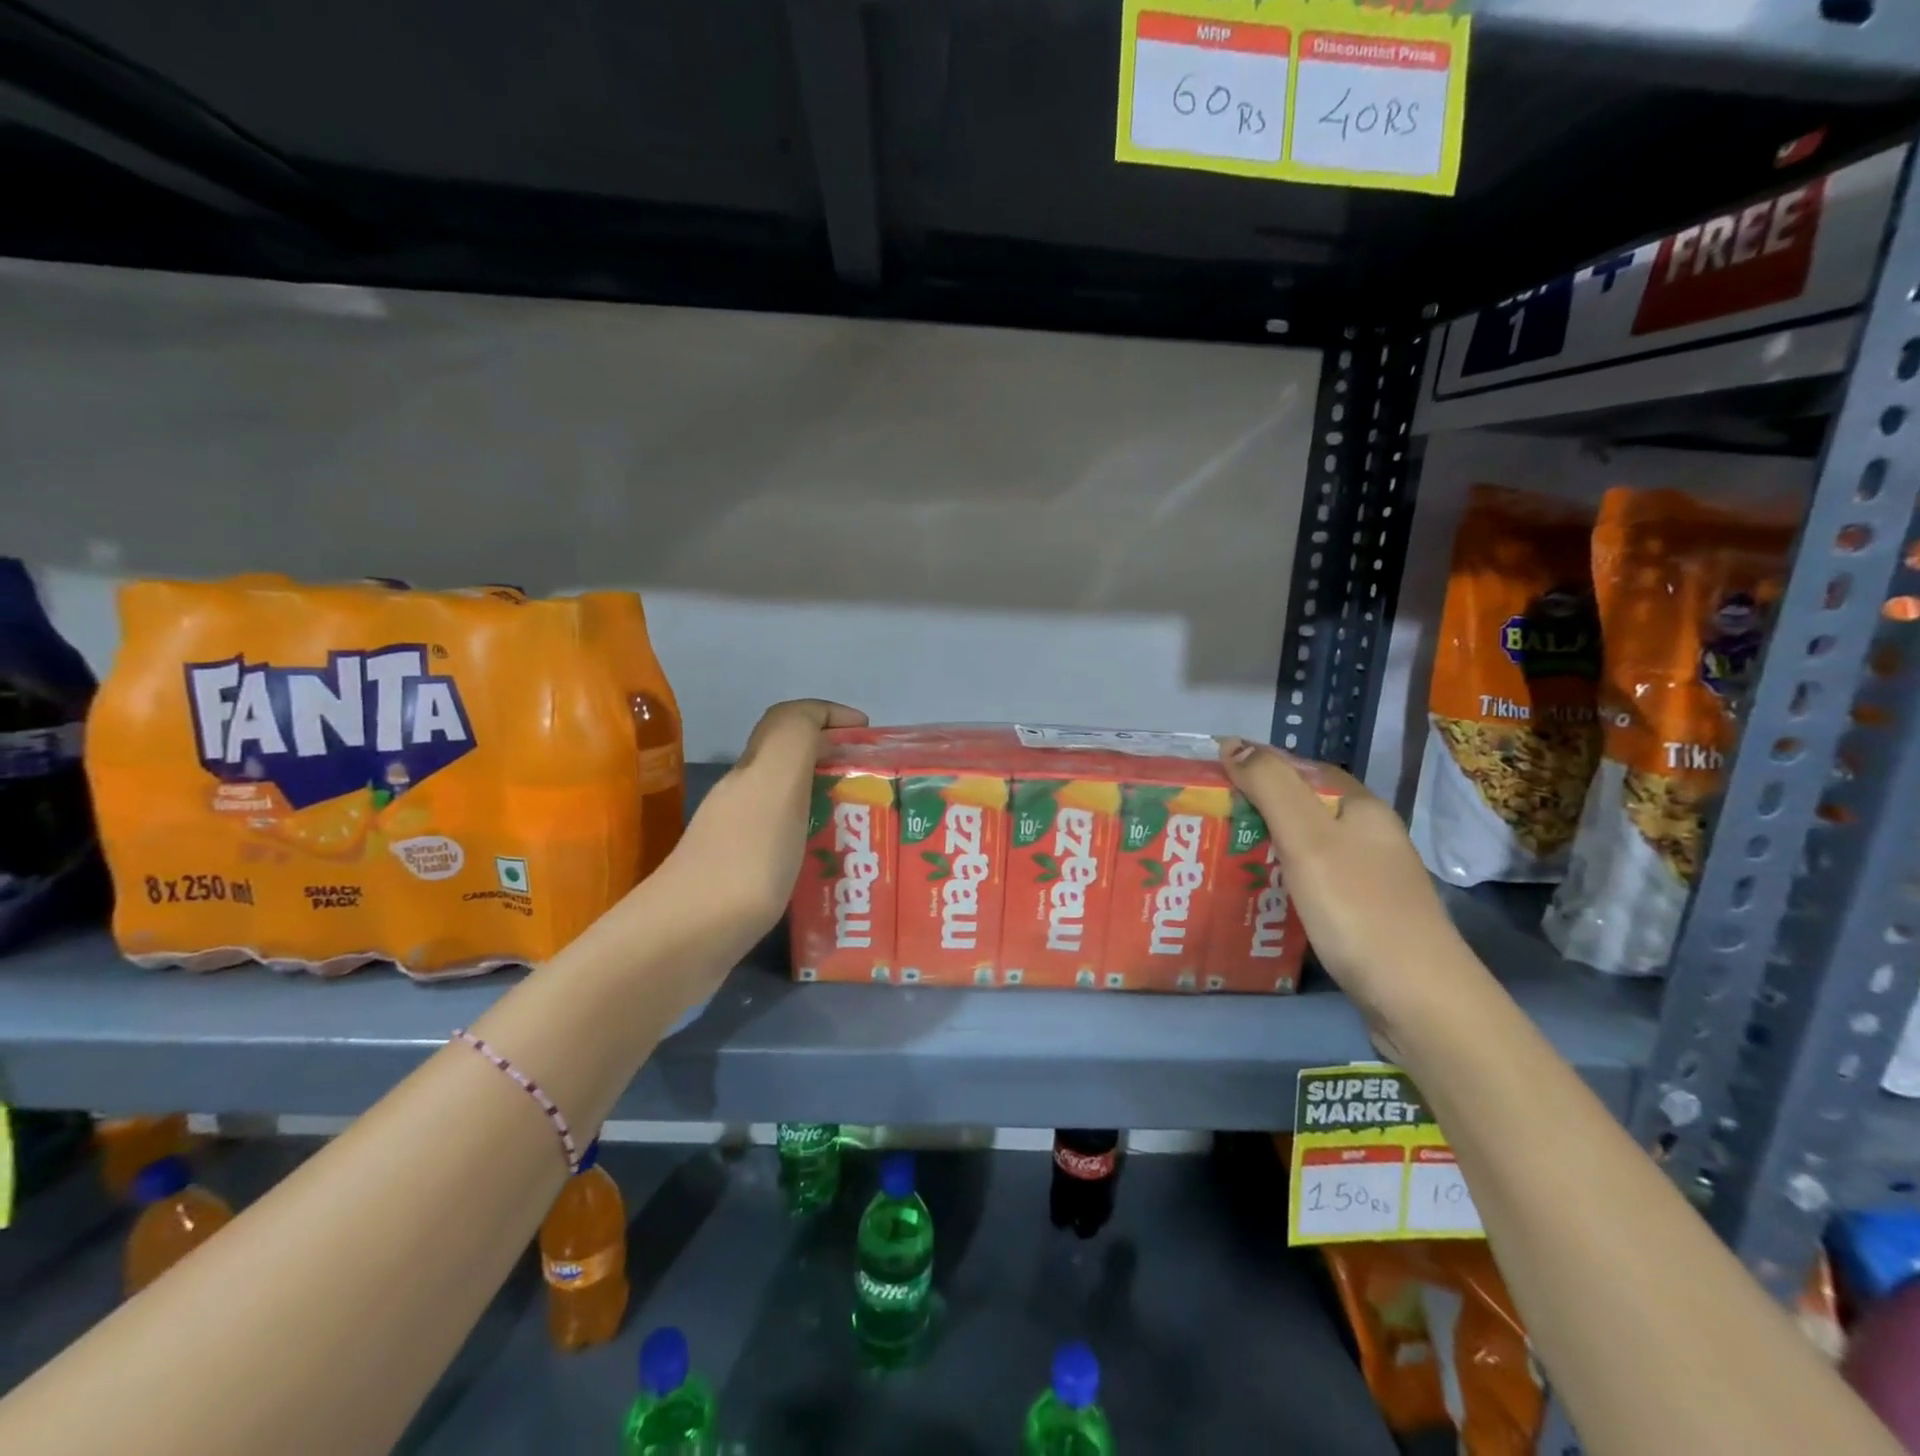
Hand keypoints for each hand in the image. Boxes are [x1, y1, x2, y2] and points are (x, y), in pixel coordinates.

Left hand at [670, 699, 867, 941]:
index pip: (789, 720)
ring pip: (790, 804)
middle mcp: (742, 797)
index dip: (829, 715)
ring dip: (828, 805)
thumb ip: (795, 738)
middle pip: (791, 762)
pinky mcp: (739, 879)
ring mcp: (737, 840)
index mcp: (753, 770)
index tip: (869, 734)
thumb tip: (820, 719)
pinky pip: (787, 846)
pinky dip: (815, 845)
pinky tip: (835, 870)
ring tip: (867, 829)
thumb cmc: (743, 859)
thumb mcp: (776, 783)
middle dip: (836, 762)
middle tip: (877, 787)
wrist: (684, 941)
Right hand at [1217, 738, 1475, 1029]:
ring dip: (1266, 849)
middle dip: (1257, 810)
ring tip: (1219, 857)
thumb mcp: (1307, 838)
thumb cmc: (1357, 907)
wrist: (1418, 999)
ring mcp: (1370, 881)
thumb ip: (1270, 787)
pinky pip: (1313, 884)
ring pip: (1307, 850)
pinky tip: (1257, 898)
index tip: (1214, 778)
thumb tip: (1232, 743)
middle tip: (1207, 821)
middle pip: (1305, 810)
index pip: (1305, 769)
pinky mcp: (1364, 917)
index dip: (1260, 767)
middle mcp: (1370, 838)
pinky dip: (1282, 883)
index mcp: (1361, 809)